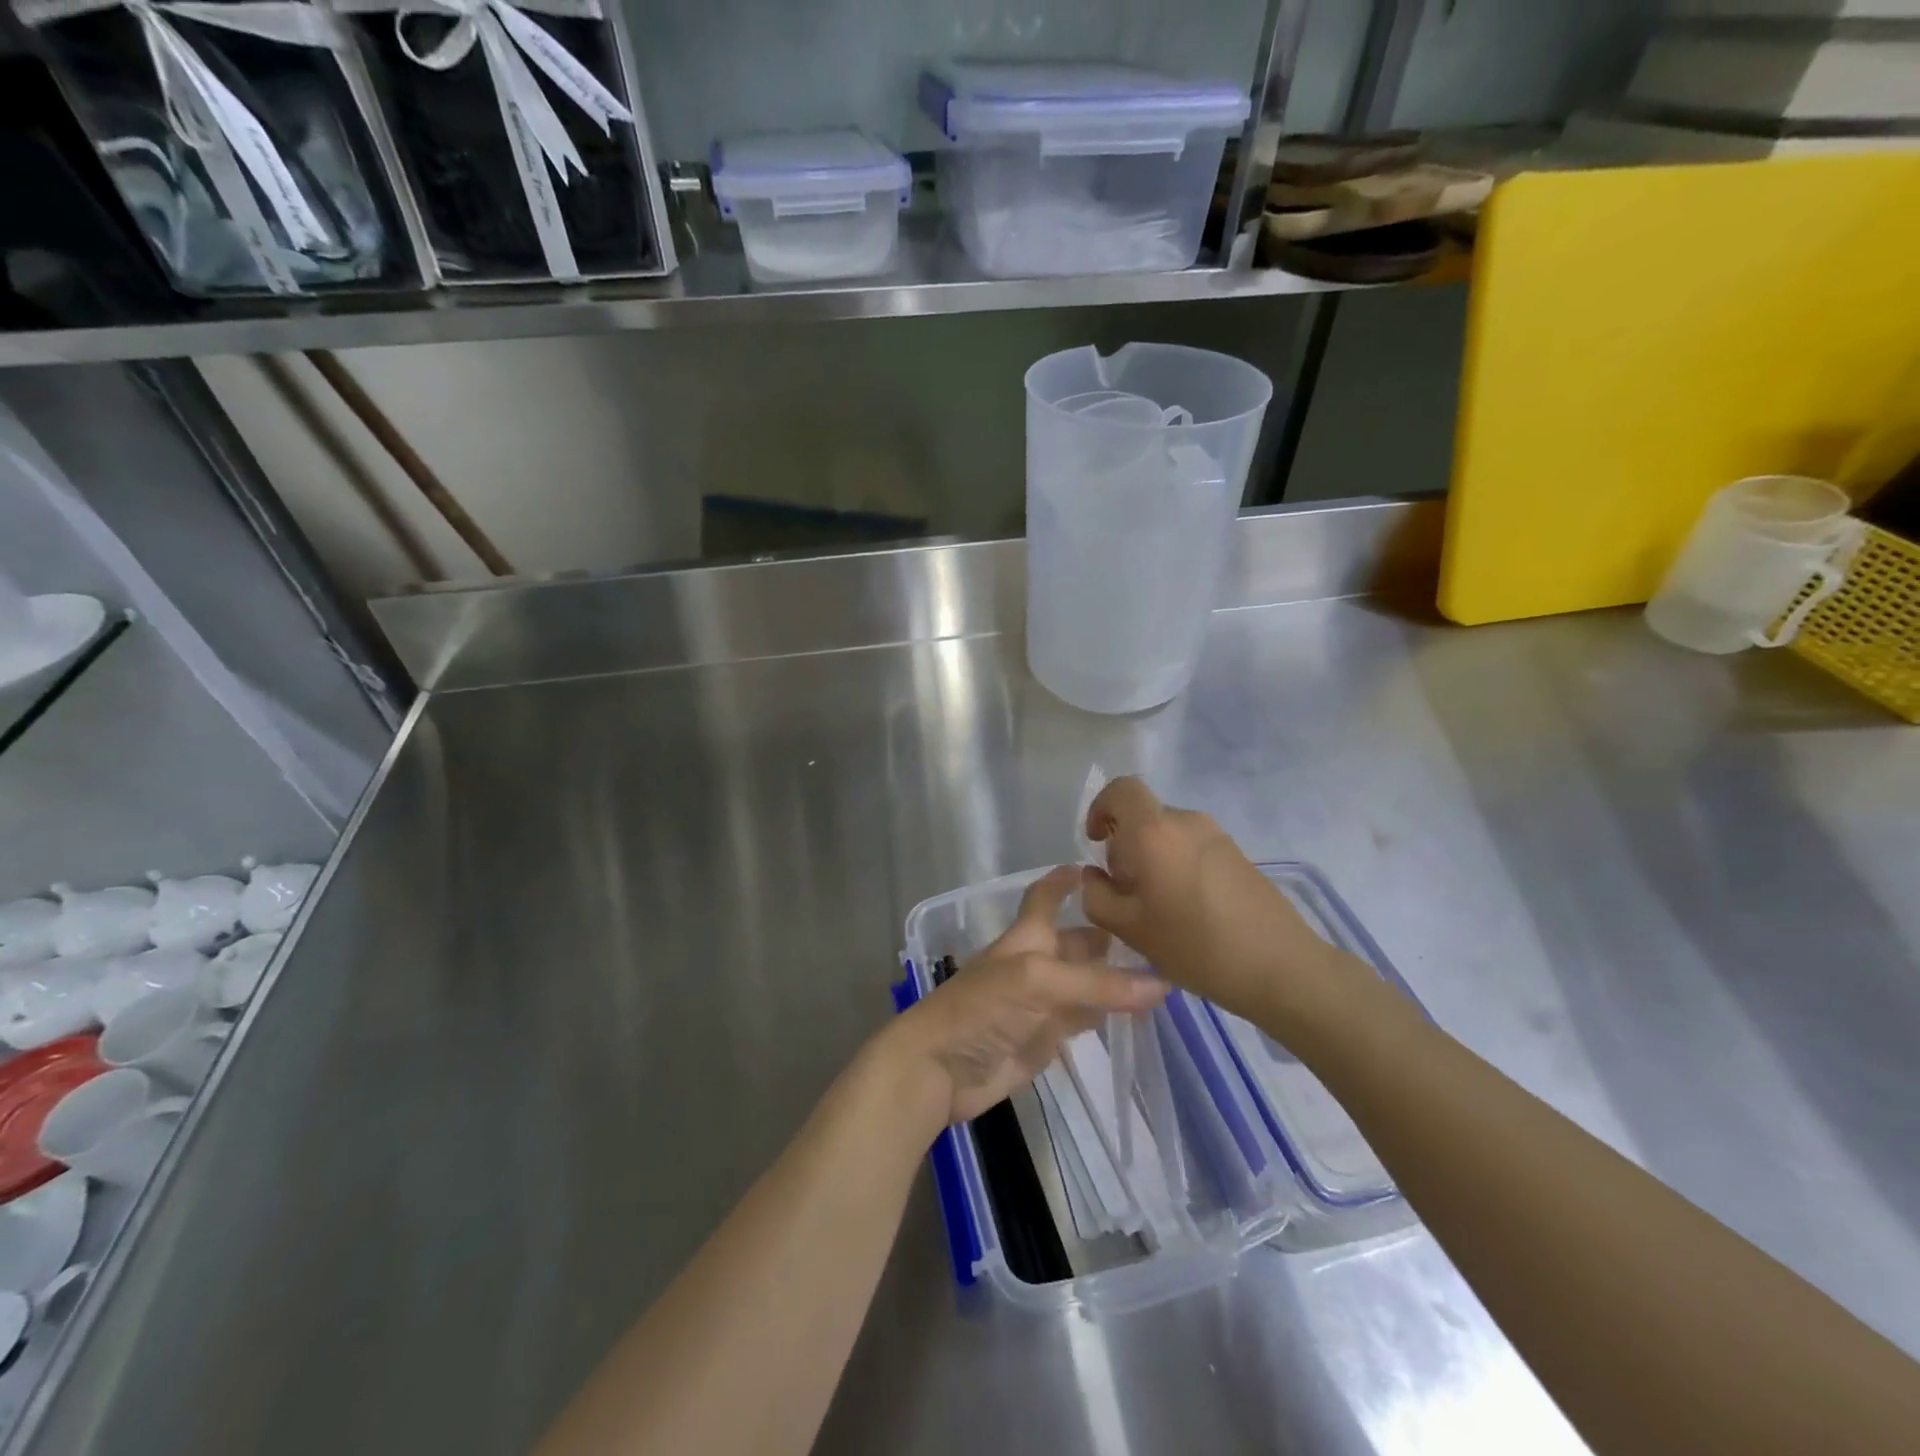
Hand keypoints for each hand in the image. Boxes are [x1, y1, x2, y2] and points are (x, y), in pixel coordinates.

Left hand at [884, 866, 1166, 1127]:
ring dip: (1115, 977)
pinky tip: (1138, 1012)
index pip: (1046, 897)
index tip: (1098, 867)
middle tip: (1159, 933)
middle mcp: (1037, 963)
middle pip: (1075, 942)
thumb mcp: (1038, 982)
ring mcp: (1042, 1003)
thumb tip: (1161, 983)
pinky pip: (1083, 1019)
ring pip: (1085, 982)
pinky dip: (1107, 1014)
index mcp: (1028, 937)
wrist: (941, 1069)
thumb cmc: (982, 1008)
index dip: (1065, 880)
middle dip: (1107, 935)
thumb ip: (1097, 983)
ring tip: (1163, 970)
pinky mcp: (1047, 1038)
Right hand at [1081, 776, 1341, 1024]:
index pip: (1121, 789)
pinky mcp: (1237, 854)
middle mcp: (1186, 821)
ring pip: (1168, 833)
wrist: (1281, 967)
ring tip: (1156, 907)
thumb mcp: (1130, 929)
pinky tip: (1187, 911)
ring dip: (1151, 858)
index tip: (1097, 842)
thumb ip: (1097, 897)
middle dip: (1125, 846)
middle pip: (1144, 816)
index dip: (1100, 807)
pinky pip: (1192, 847)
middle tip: (1125, 891)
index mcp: (1155, 831)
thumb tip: (1093, 876)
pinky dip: (1176, 866)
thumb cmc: (1196, 946)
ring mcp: (1217, 836)